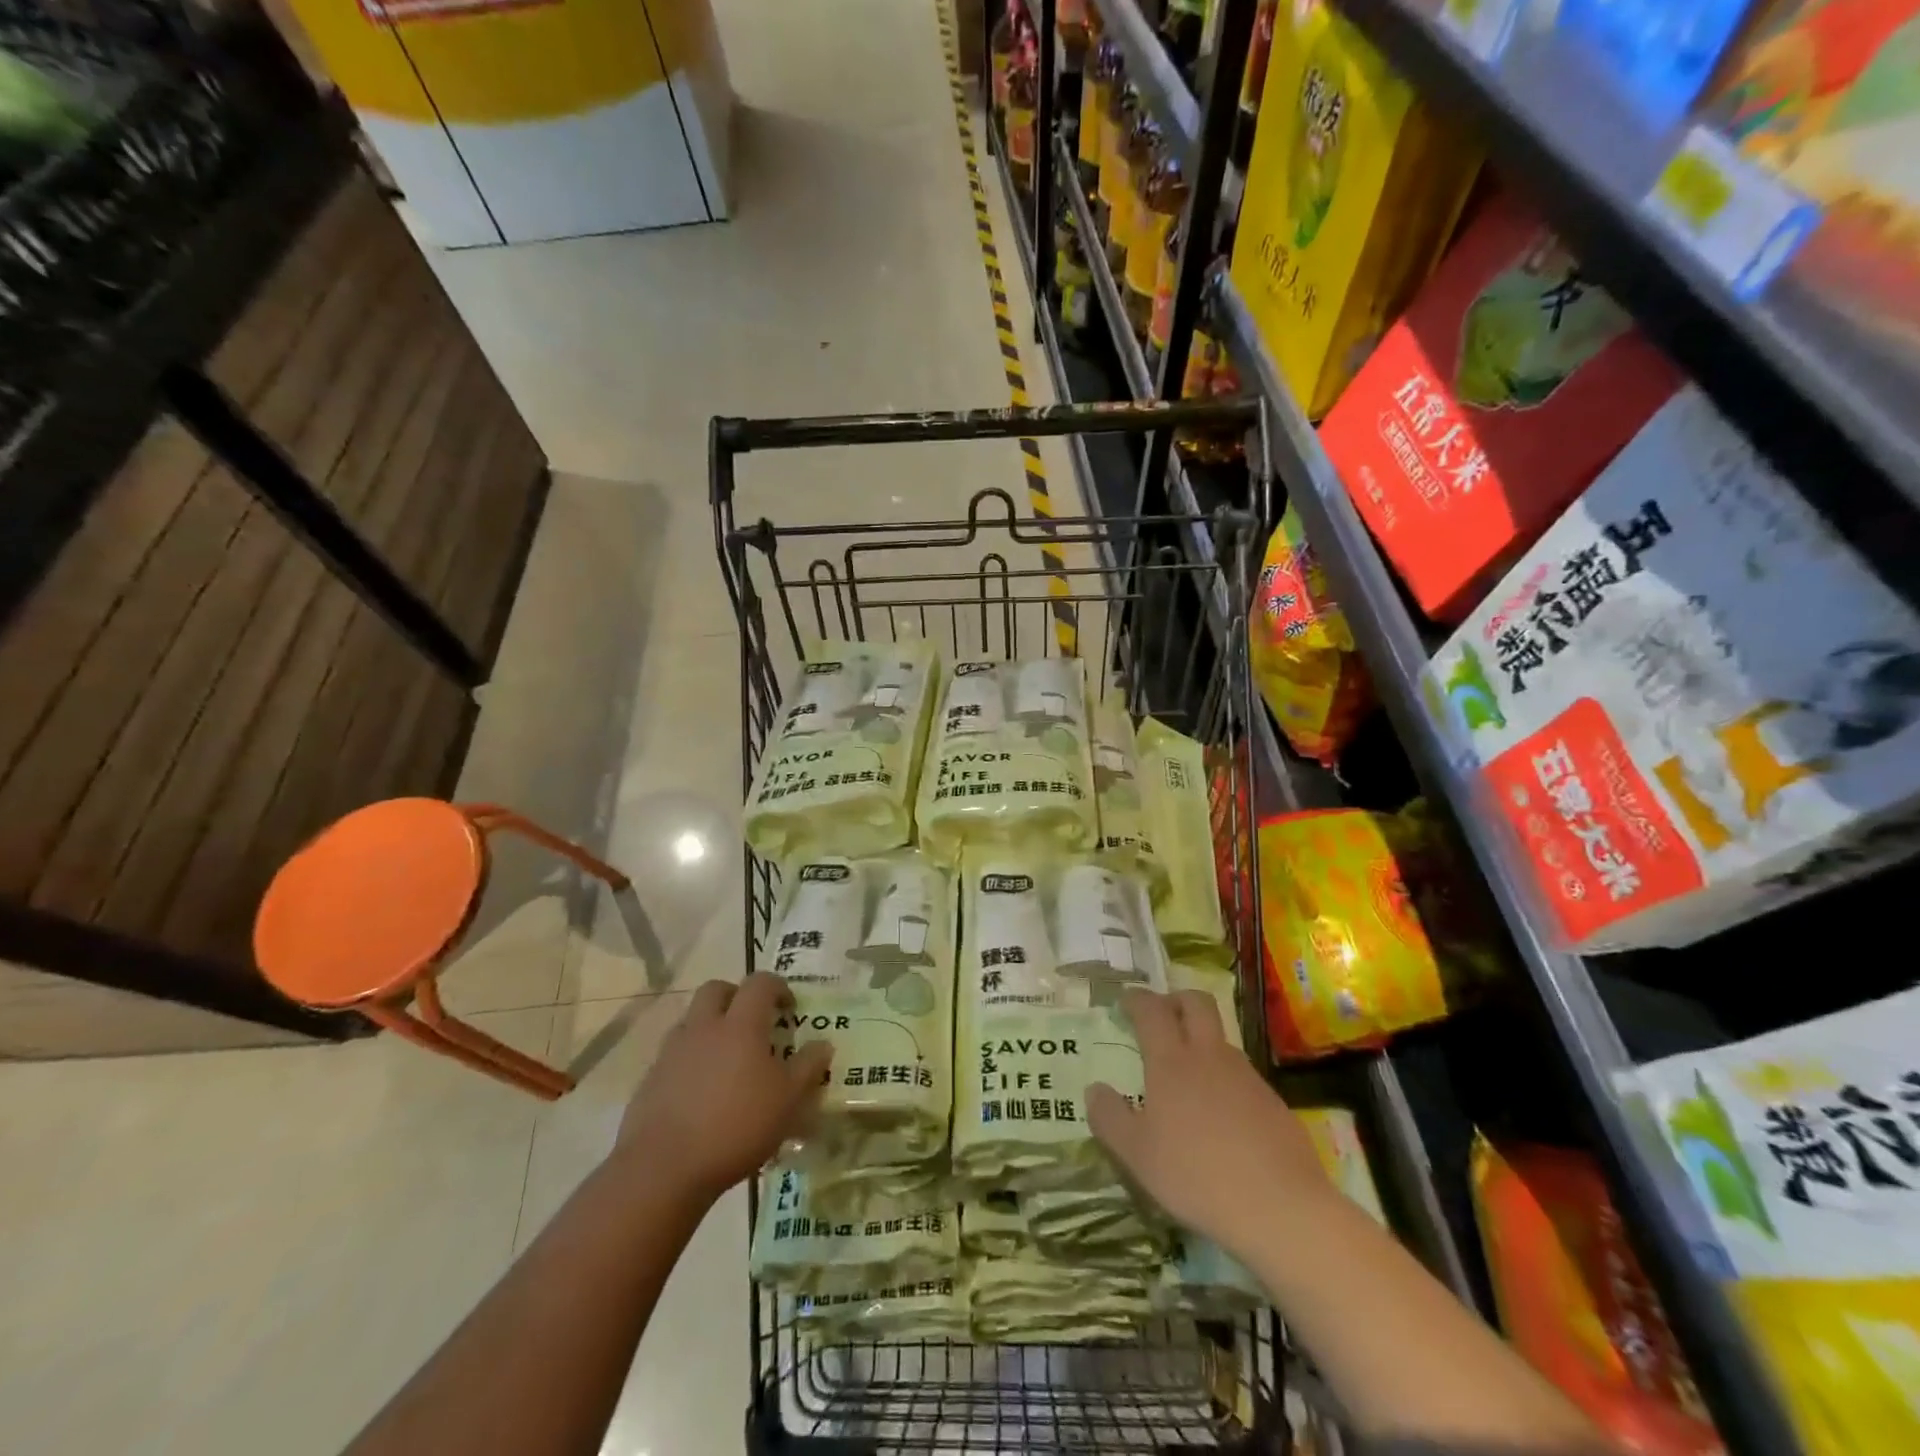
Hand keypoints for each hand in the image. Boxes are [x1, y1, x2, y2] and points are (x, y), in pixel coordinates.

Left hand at [613, 973, 831, 1204]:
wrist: (663, 1169)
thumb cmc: (737, 1126)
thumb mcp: (788, 1101)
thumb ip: (808, 1067)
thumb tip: (823, 1043)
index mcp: (740, 1025)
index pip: (759, 983)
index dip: (777, 987)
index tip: (789, 1008)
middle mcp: (703, 1028)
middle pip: (716, 989)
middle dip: (736, 996)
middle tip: (753, 1021)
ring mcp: (672, 1052)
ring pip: (691, 1020)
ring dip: (710, 1027)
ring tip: (726, 1059)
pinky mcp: (650, 1080)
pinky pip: (674, 1055)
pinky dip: (690, 1060)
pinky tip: (701, 1092)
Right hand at [1088, 988, 1334, 1260]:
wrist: (1281, 1209)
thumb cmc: (1196, 1176)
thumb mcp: (1136, 1155)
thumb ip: (1110, 1118)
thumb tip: (1095, 1089)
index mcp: (1171, 1061)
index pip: (1152, 1010)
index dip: (1137, 999)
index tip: (1126, 1001)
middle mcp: (1209, 1056)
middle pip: (1196, 1003)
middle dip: (1176, 1000)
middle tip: (1161, 1017)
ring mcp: (1246, 1076)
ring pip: (1221, 1038)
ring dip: (1202, 1040)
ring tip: (1187, 1074)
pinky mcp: (1273, 1102)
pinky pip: (1242, 1074)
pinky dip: (1224, 1078)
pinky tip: (1220, 1115)